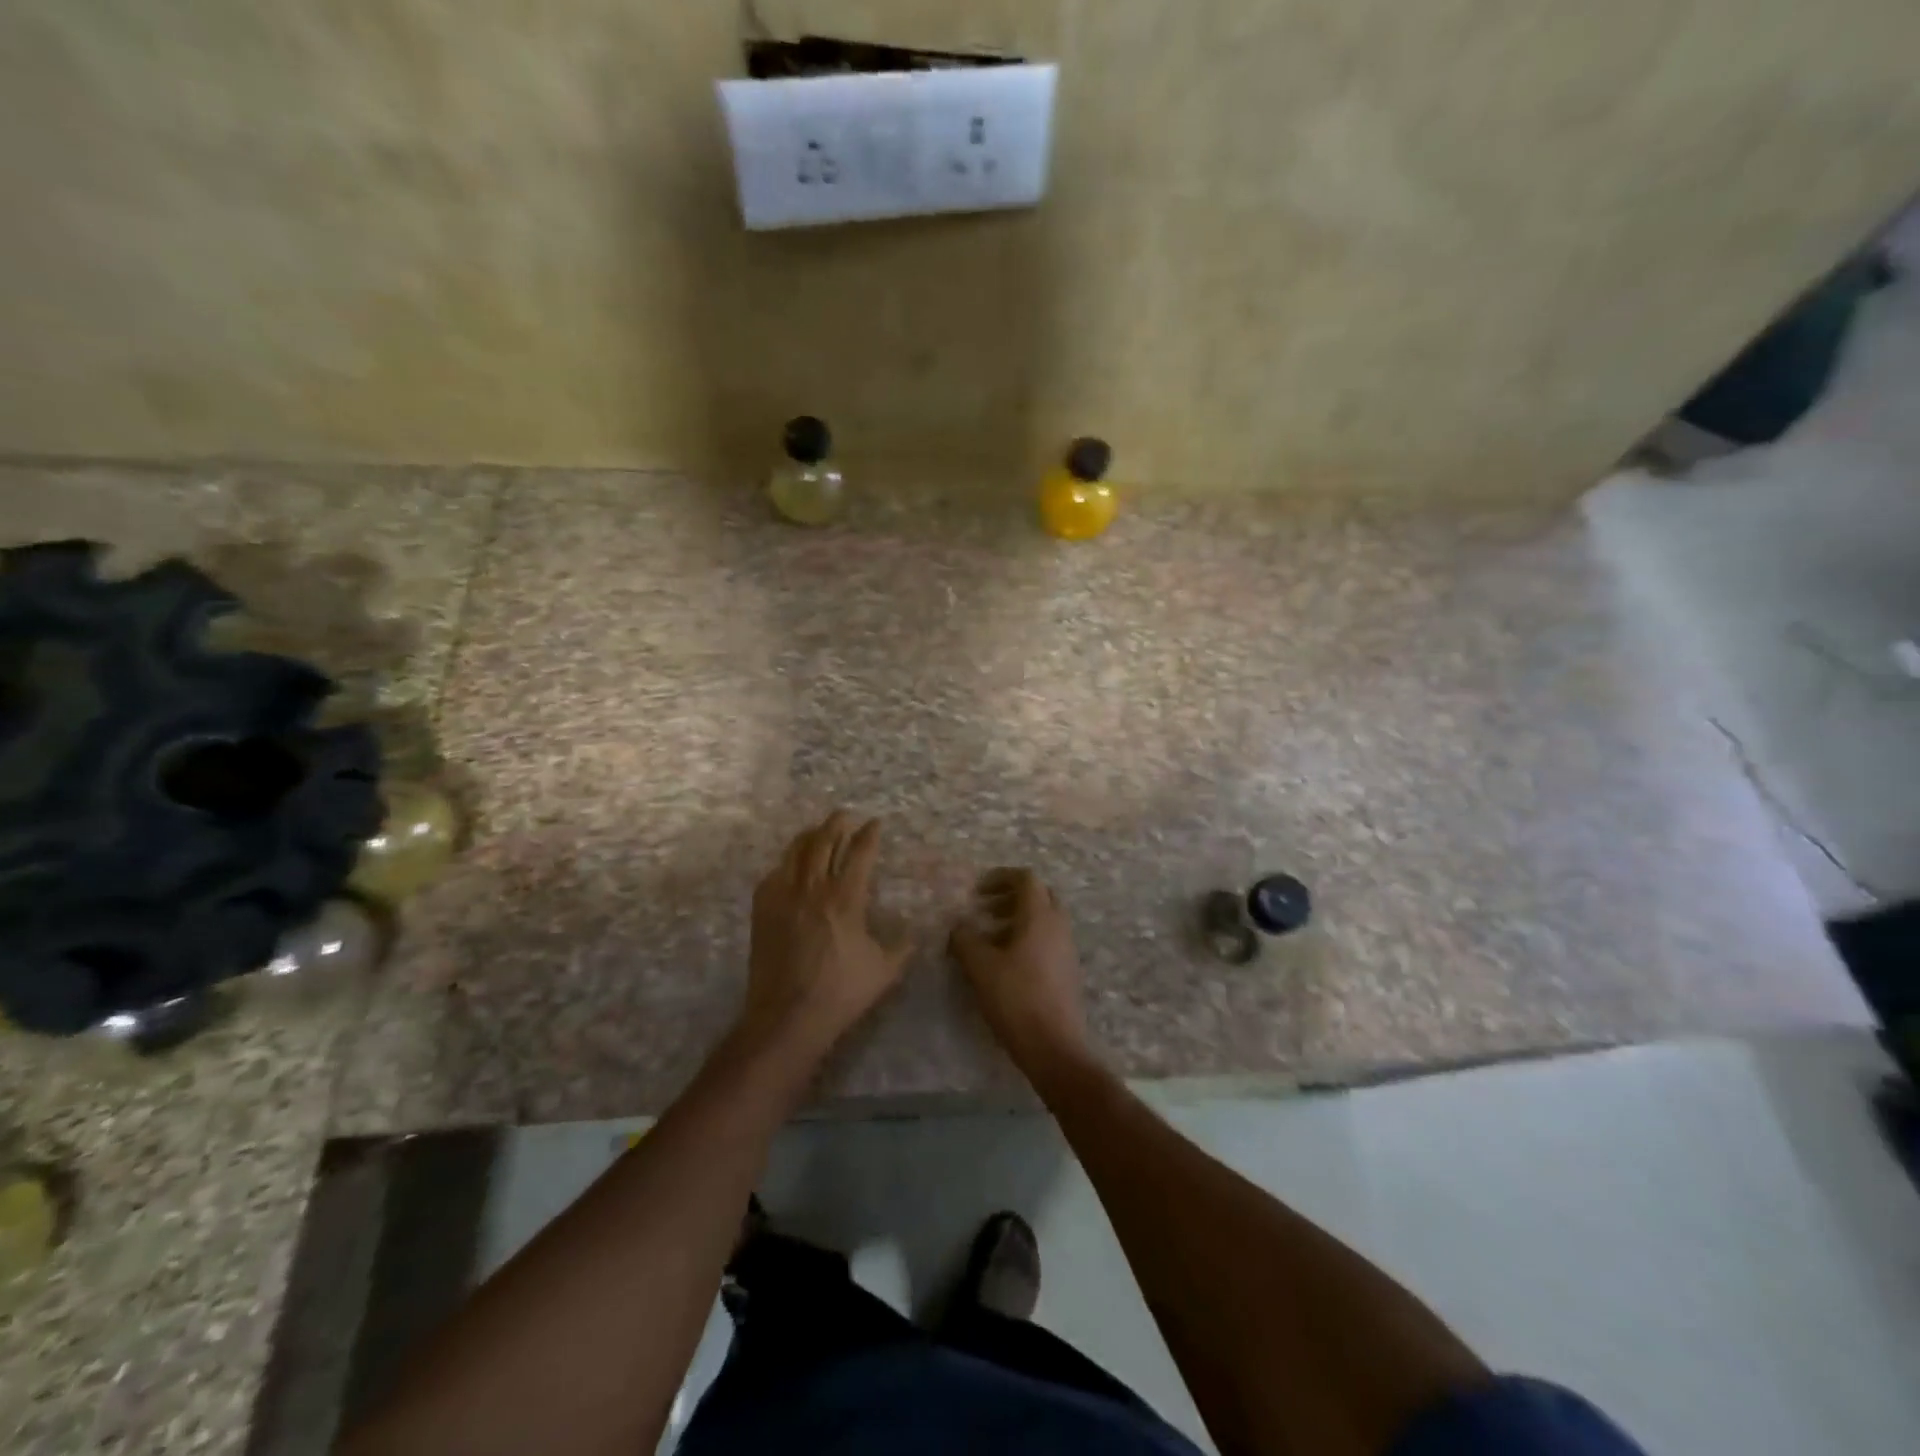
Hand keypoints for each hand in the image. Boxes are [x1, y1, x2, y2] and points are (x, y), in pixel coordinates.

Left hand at [740, 811, 911, 1059]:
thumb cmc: (840, 993)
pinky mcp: (763, 910)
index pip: (859, 853)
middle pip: (823, 841)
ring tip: (817, 830)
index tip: (876, 823)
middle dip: (836, 824)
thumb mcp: (884, 971)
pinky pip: (774, 874)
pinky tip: (790, 866)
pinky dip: (786, 863)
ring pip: (795, 852)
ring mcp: (784, 897)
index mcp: (846, 899)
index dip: (869, 835)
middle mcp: (813, 889)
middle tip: (845, 816)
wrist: (787, 1016)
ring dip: (809, 836)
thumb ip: (902, 946)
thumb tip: (913, 933)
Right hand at [950, 868, 1090, 1072]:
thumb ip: (965, 940)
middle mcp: (1059, 926)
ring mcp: (1067, 949)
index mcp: (1040, 917)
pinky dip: (1028, 938)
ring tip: (990, 938)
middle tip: (985, 909)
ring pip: (1045, 919)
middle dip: (1011, 896)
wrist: (1054, 1046)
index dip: (1001, 877)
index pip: (1026, 879)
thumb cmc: (1016, 999)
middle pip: (1039, 895)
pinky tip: (1007, 963)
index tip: (978, 890)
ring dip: (1018, 919)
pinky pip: (1048, 940)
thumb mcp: (980, 967)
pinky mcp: (1068, 970)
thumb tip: (958, 926)